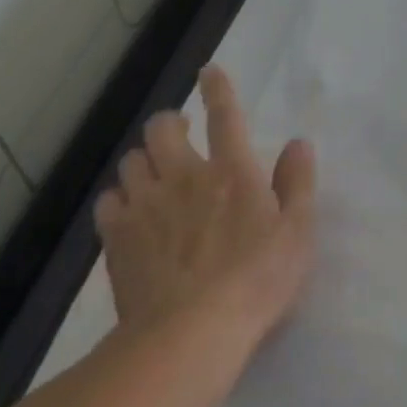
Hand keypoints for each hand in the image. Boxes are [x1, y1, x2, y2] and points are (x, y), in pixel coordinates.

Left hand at [95, 66, 317, 347]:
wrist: (190, 334)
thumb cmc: (257, 281)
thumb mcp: (297, 233)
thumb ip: (297, 183)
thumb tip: (298, 143)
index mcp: (231, 171)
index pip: (225, 115)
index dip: (218, 88)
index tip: (209, 71)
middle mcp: (184, 176)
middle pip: (162, 128)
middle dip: (169, 123)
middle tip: (180, 136)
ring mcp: (146, 205)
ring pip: (132, 161)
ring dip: (144, 162)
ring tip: (155, 178)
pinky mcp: (117, 237)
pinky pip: (108, 201)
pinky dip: (119, 200)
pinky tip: (130, 215)